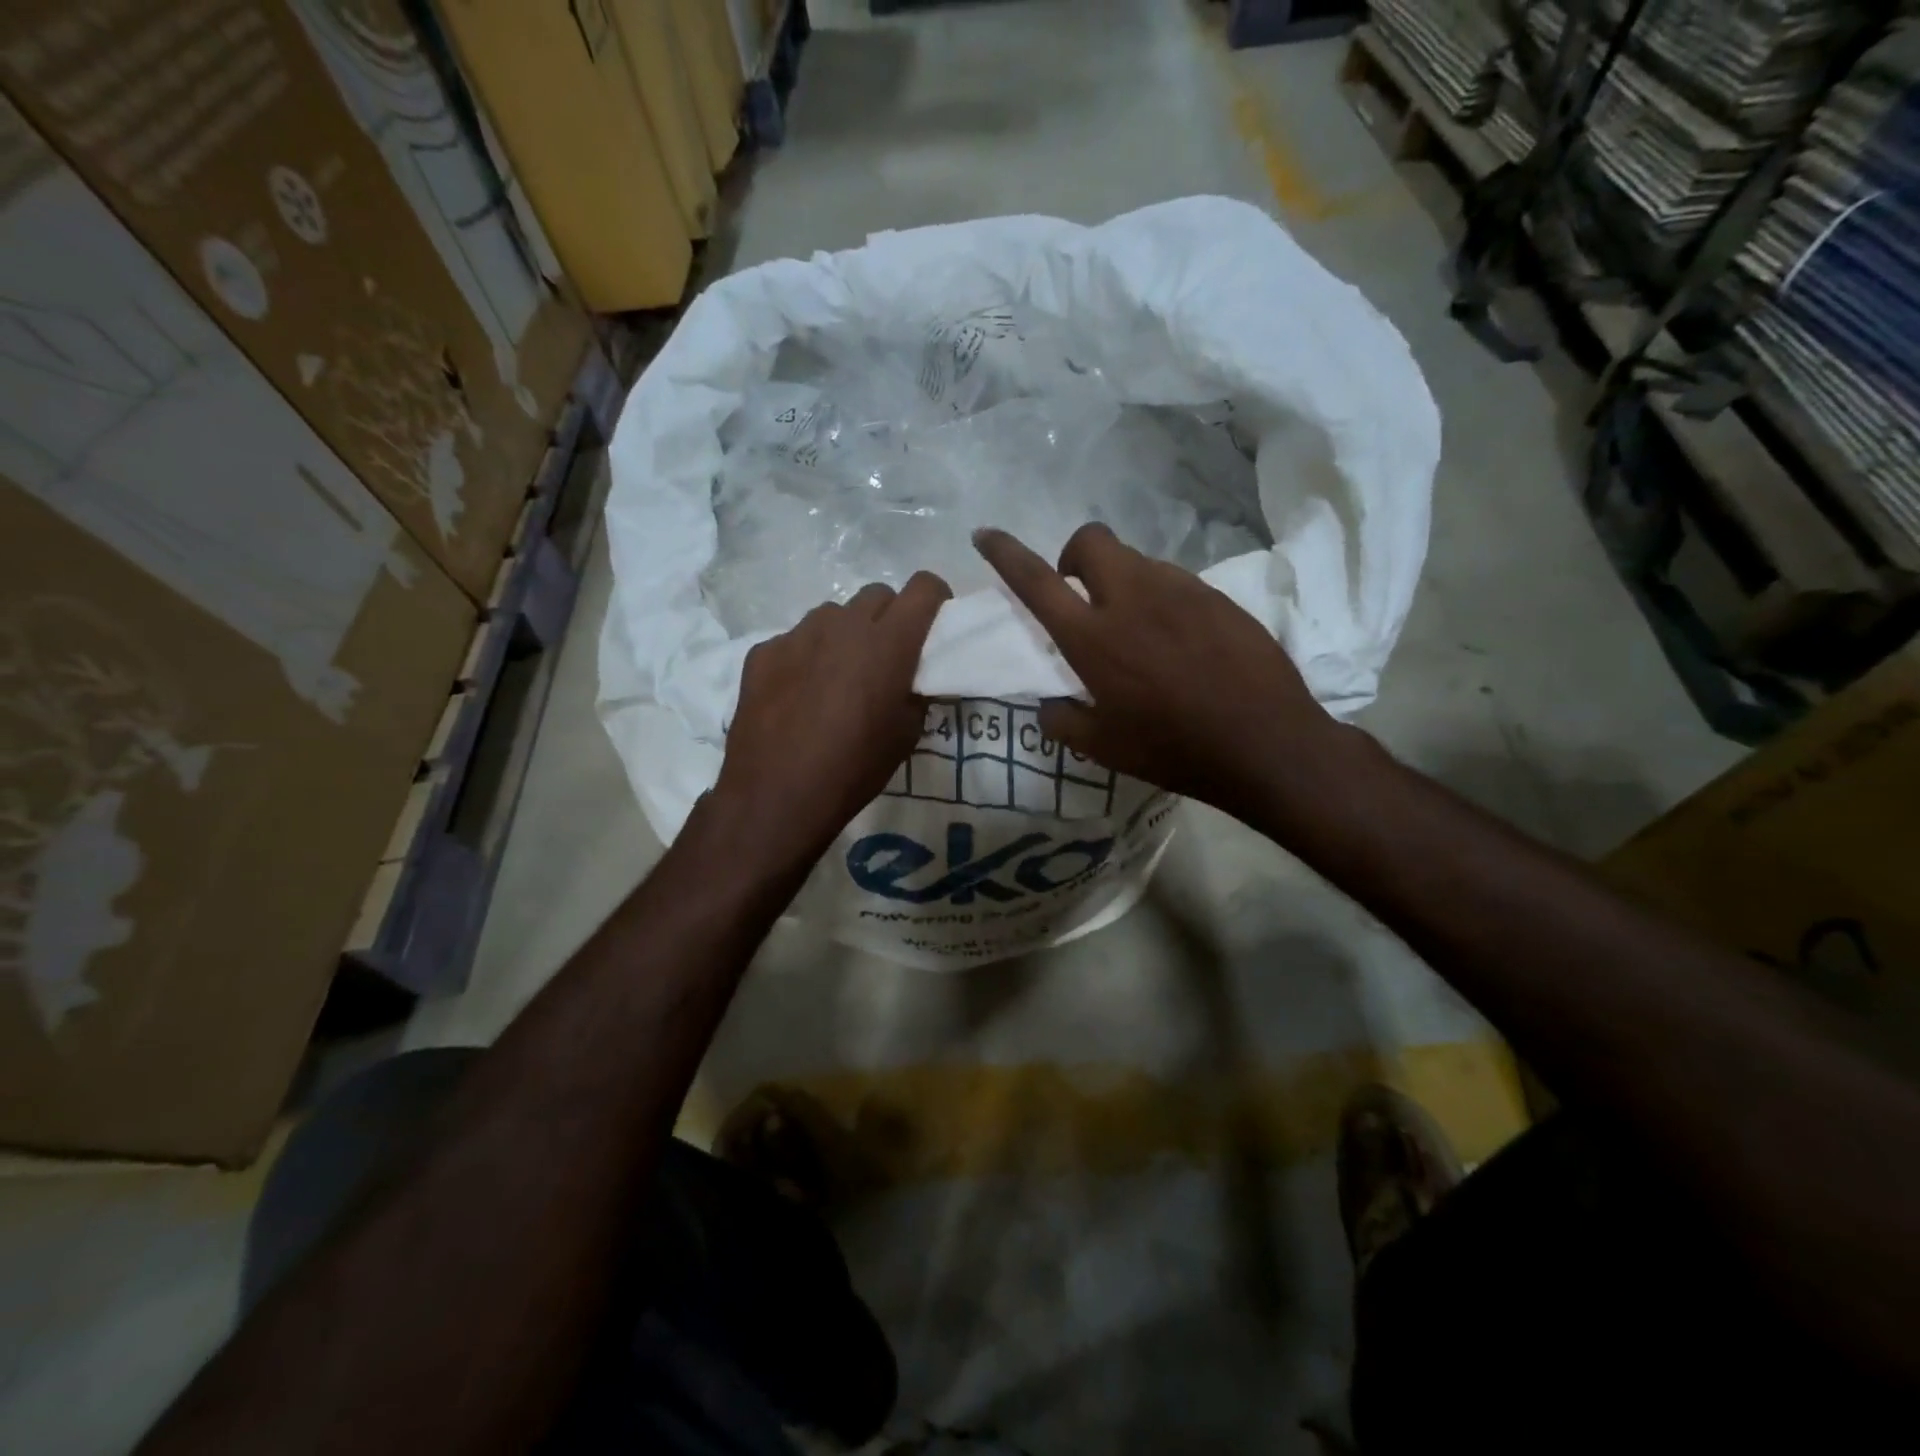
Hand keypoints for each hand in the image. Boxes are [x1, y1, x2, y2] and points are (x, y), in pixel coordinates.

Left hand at [714, 574, 950, 863]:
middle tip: (885, 657)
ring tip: (837, 676)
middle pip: (877, 594)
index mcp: (888, 642)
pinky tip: (798, 694)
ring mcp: (798, 634)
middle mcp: (844, 624)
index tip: (931, 625)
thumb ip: (916, 691)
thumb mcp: (906, 735)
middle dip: (889, 617)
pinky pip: (796, 639)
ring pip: (833, 615)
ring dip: (845, 635)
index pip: (924, 586)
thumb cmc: (854, 768)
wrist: (776, 795)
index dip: (934, 600)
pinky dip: (806, 656)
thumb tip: (913, 677)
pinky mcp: (763, 651)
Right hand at [974, 524, 1349, 815]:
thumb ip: (1062, 721)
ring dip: (1122, 582)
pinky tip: (1181, 642)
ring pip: (1137, 561)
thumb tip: (1048, 705)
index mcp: (1094, 638)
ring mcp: (1181, 591)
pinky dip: (1162, 600)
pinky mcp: (1218, 597)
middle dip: (1075, 555)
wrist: (1266, 744)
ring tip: (1140, 631)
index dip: (1005, 553)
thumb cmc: (1173, 749)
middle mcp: (1133, 599)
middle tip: (1083, 596)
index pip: (1037, 581)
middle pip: (1092, 541)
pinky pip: (1176, 583)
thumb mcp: (1104, 749)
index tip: (986, 535)